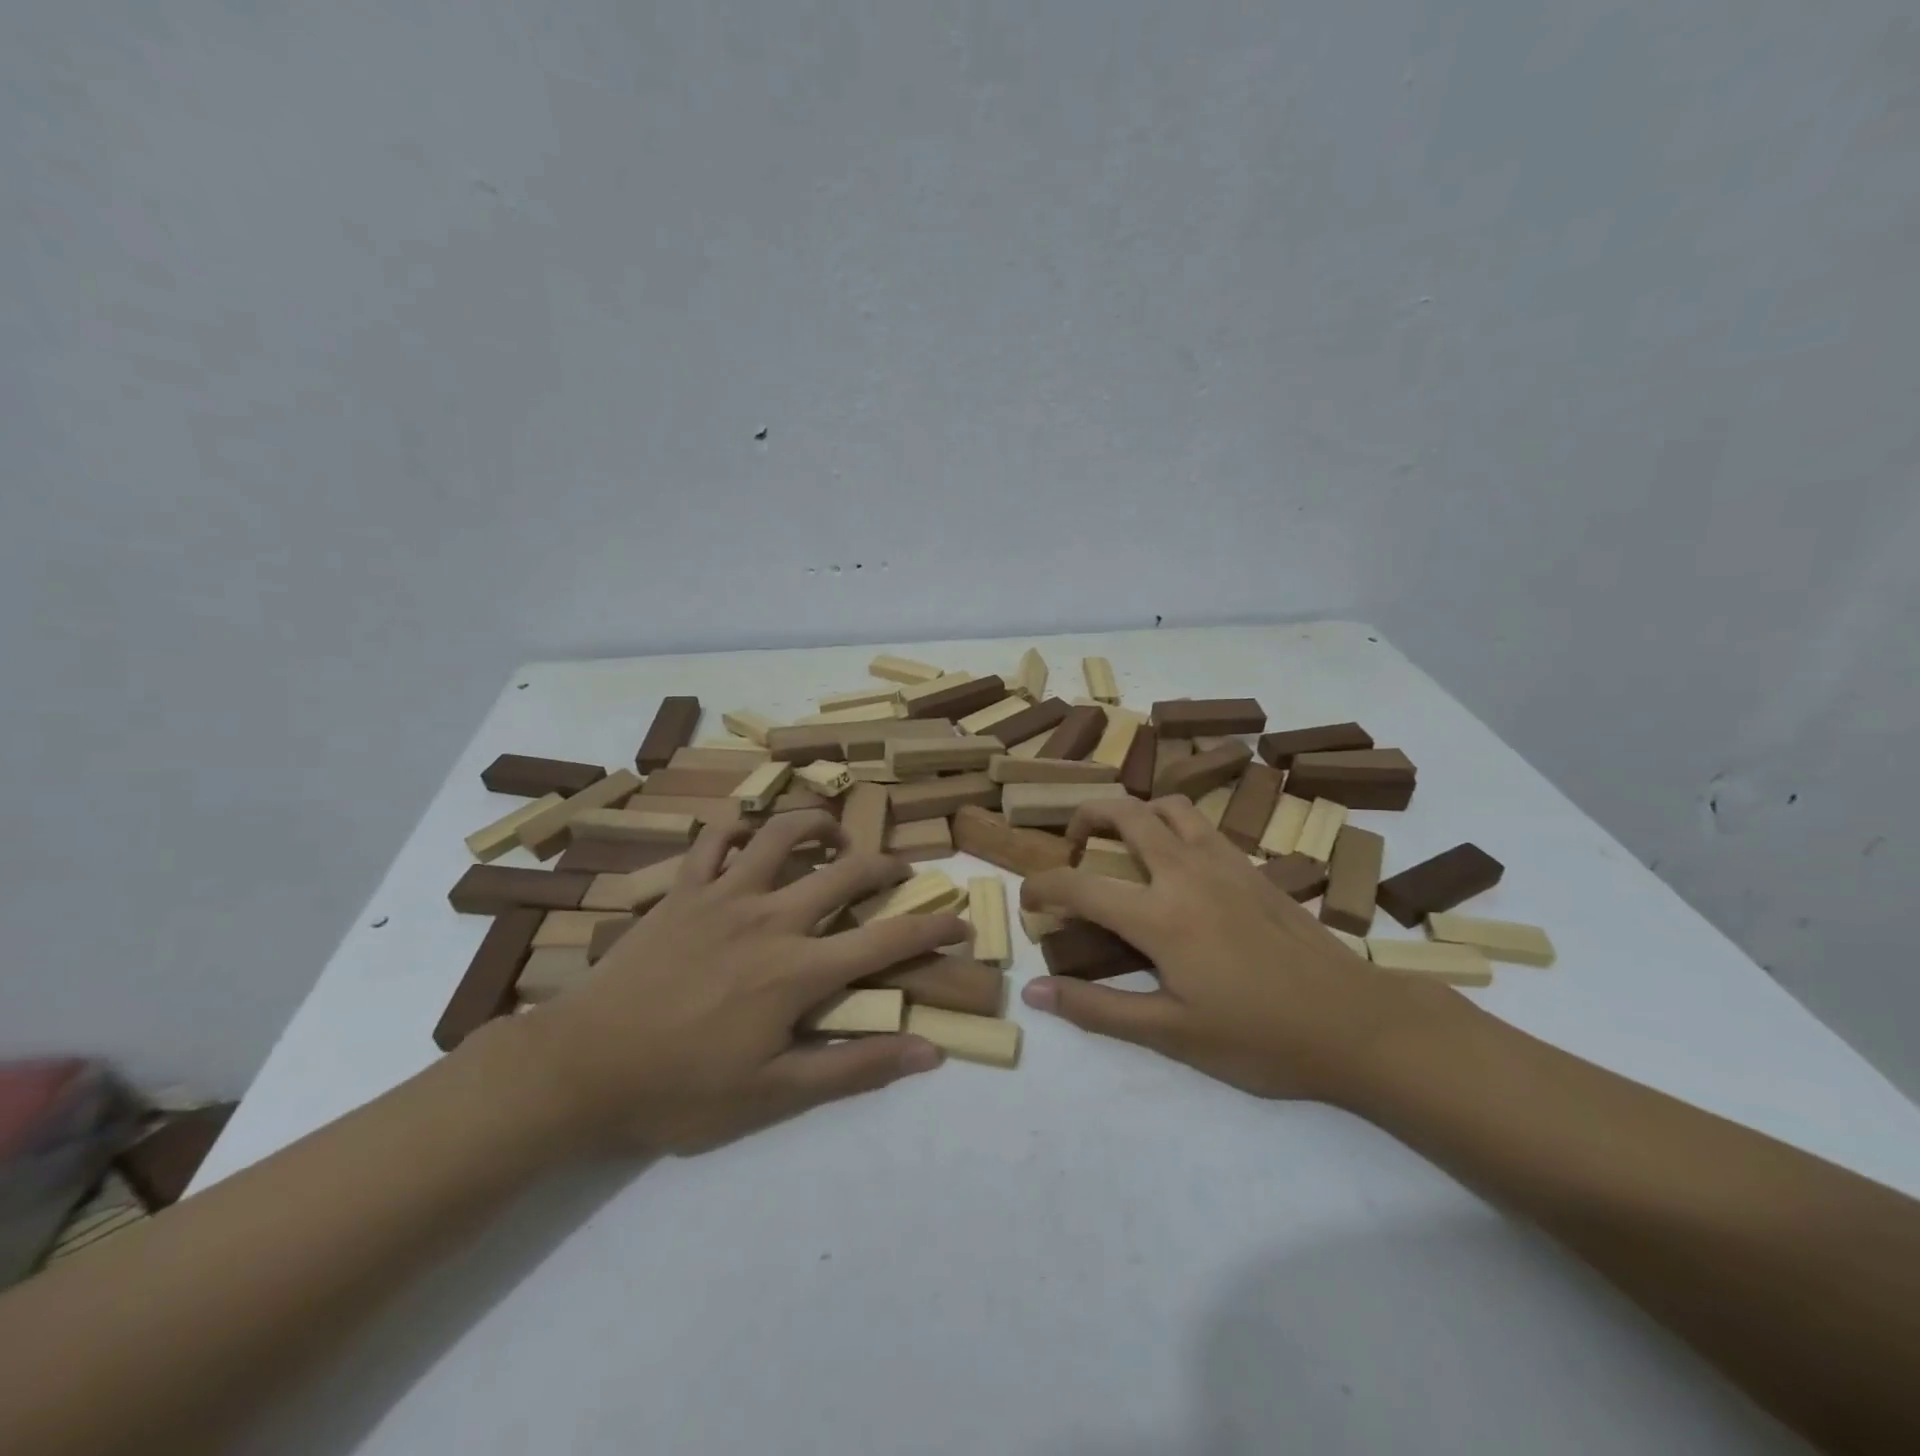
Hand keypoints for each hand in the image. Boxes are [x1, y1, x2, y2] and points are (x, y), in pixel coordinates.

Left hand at [512, 811, 965, 1154]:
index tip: (960, 920)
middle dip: (887, 865)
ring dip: (819, 825)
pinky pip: (713, 837)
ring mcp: (724, 895)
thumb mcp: (774, 1095)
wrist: (581, 1067)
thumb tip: (928, 1052)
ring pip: (783, 833)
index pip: (886, 939)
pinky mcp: (682, 890)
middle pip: (847, 871)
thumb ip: (855, 1068)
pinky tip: (750, 830)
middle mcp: (771, 917)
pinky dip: (737, 824)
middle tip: (901, 871)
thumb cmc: (680, 1089)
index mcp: (799, 970)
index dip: (932, 926)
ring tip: (834, 838)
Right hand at [1020, 797, 1445, 1103]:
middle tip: (1074, 846)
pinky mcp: (1254, 867)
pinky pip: (1202, 825)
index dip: (1042, 887)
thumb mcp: (1172, 1034)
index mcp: (1160, 916)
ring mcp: (1225, 862)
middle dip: (1086, 817)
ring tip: (1123, 843)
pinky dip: (1174, 825)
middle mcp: (1187, 872)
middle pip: (1126, 813)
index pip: (1080, 885)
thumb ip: (1098, 1009)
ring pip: (1170, 805)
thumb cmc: (1260, 1037)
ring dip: (1135, 812)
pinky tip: (1176, 864)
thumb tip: (1035, 991)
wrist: (1356, 1024)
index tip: (1028, 900)